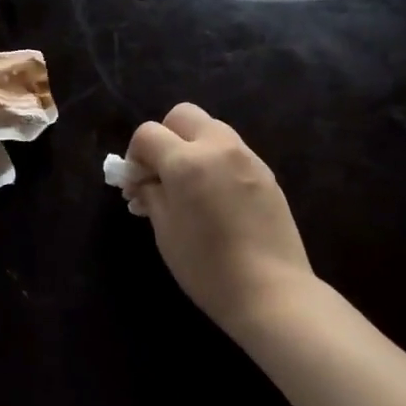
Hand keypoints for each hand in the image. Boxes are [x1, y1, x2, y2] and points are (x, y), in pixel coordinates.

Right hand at [124, 103, 314, 334]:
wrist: (270, 290)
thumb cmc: (207, 267)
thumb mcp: (165, 233)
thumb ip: (151, 196)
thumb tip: (144, 182)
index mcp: (187, 162)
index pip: (148, 133)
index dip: (134, 155)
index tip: (135, 183)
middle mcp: (219, 147)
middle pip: (183, 116)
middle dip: (165, 137)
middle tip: (161, 174)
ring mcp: (247, 157)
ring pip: (211, 129)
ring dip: (192, 146)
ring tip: (188, 187)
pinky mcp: (267, 173)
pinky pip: (233, 151)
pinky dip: (216, 161)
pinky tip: (215, 198)